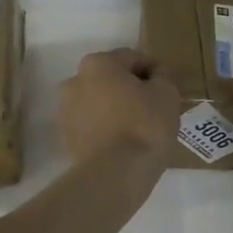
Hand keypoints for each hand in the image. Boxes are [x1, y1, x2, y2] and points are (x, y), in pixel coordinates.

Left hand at [58, 49, 181, 165]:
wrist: (115, 174)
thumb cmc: (144, 125)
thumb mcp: (167, 93)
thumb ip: (162, 76)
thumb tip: (155, 76)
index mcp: (98, 63)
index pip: (133, 58)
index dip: (154, 71)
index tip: (167, 89)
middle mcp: (75, 80)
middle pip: (111, 79)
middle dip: (130, 89)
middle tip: (153, 108)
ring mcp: (65, 110)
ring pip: (98, 102)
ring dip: (115, 108)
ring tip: (136, 128)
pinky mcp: (65, 137)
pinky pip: (91, 124)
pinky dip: (104, 128)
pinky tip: (122, 143)